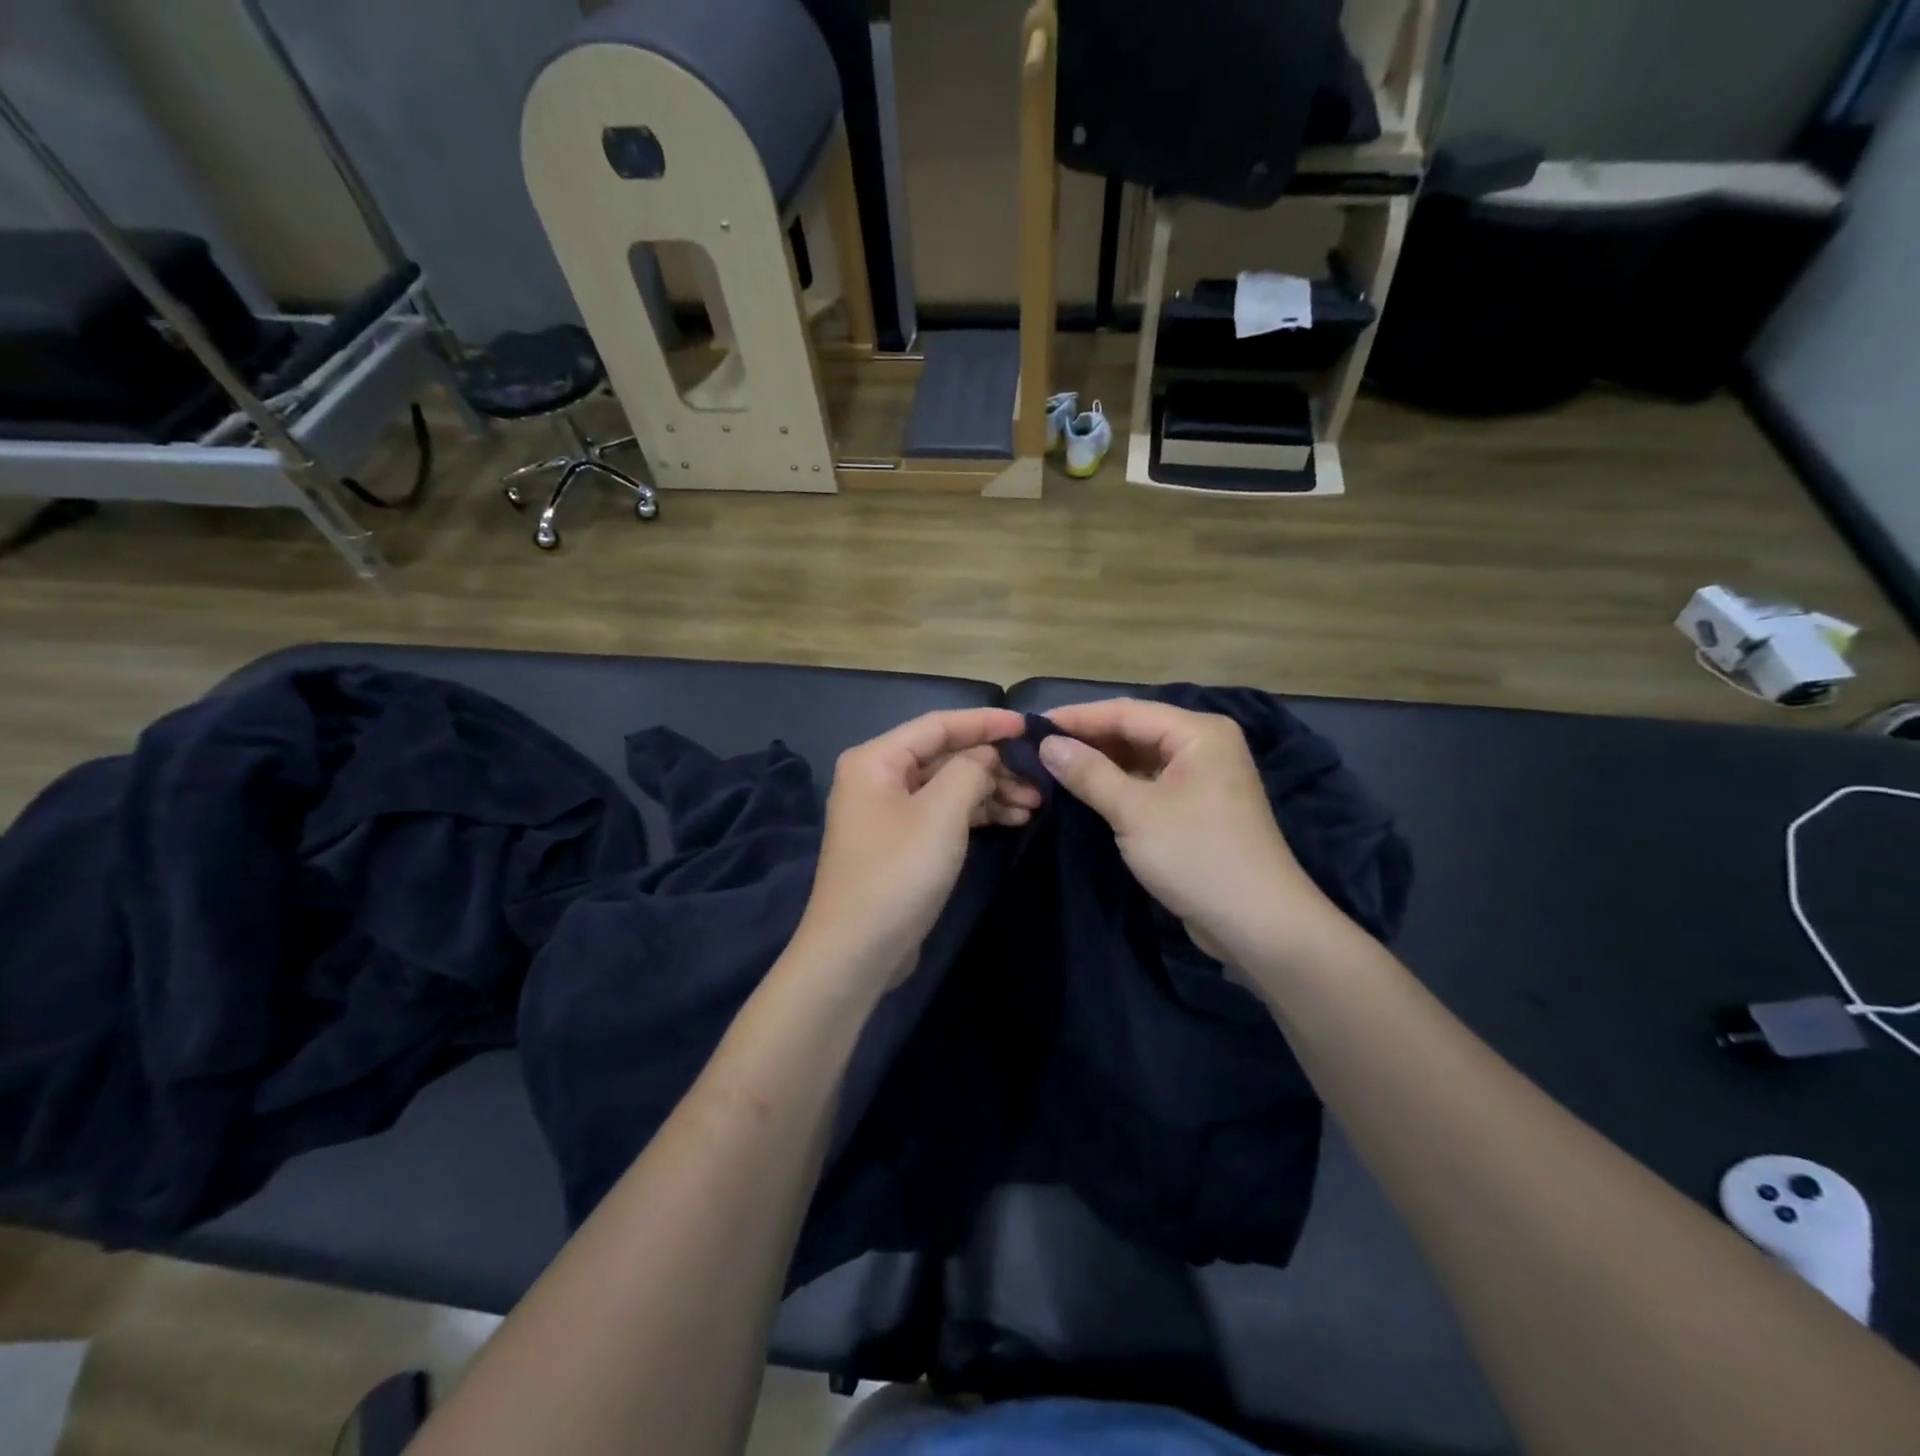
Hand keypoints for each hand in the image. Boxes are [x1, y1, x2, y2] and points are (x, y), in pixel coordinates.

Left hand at [789, 707, 1037, 992]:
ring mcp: (888, 813)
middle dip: (993, 765)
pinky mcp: (901, 843)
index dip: (985, 723)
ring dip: (990, 792)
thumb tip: (986, 756)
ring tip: (1035, 805)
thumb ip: (970, 770)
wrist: (857, 951)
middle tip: (1039, 778)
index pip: (938, 725)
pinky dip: (976, 814)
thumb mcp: (941, 813)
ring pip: (948, 787)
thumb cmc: (898, 872)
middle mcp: (878, 778)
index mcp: (876, 760)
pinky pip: (944, 814)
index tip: (1028, 726)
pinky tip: (1012, 821)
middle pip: (944, 756)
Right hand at [1039, 699, 1336, 966]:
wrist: (1258, 924)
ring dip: (1100, 765)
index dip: (1077, 718)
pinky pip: (1149, 785)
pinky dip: (1118, 787)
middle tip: (1036, 750)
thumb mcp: (1134, 812)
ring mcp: (1202, 778)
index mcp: (1198, 732)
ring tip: (1051, 770)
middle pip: (1134, 732)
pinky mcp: (1196, 808)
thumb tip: (1047, 744)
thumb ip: (1089, 773)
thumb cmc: (1196, 856)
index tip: (1031, 727)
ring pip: (1140, 759)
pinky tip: (1085, 793)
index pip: (1126, 711)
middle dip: (1087, 741)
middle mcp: (1203, 746)